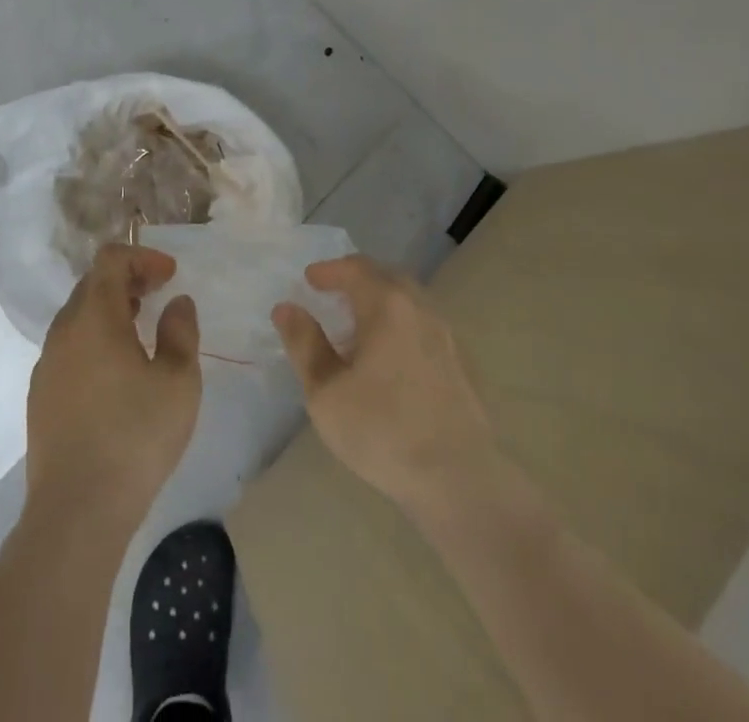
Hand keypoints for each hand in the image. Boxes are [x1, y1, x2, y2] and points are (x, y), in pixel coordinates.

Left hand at [27, 244, 201, 529]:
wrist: (76, 513)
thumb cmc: (135, 437)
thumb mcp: (178, 382)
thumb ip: (181, 331)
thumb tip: (176, 303)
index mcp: (94, 317)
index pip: (110, 260)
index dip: (142, 257)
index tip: (170, 276)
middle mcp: (63, 331)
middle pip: (91, 284)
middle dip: (127, 280)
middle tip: (158, 296)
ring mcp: (46, 365)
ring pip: (78, 317)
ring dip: (110, 311)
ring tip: (141, 332)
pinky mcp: (40, 396)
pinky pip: (69, 348)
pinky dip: (94, 340)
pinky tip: (116, 374)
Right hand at [273, 255, 496, 512]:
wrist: (461, 479)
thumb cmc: (384, 431)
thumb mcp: (327, 392)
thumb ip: (305, 344)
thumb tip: (286, 308)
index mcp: (387, 306)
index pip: (355, 269)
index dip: (329, 270)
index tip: (309, 279)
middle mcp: (420, 309)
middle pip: (386, 277)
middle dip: (357, 279)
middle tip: (332, 294)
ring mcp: (447, 336)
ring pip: (409, 302)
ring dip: (381, 302)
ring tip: (358, 327)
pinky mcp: (462, 364)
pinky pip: (424, 326)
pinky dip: (401, 325)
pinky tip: (391, 357)